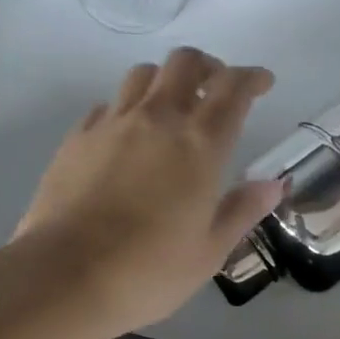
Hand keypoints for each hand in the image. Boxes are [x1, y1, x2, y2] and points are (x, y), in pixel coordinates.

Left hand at [13, 47, 285, 335]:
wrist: (65, 276)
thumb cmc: (148, 271)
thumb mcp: (209, 250)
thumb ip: (242, 210)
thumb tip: (274, 184)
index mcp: (200, 144)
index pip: (233, 89)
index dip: (252, 77)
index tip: (262, 83)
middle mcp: (158, 119)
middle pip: (185, 62)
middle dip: (208, 67)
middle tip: (215, 90)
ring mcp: (112, 124)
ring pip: (142, 75)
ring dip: (164, 81)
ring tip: (170, 109)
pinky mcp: (77, 137)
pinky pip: (106, 105)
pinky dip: (125, 109)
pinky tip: (125, 136)